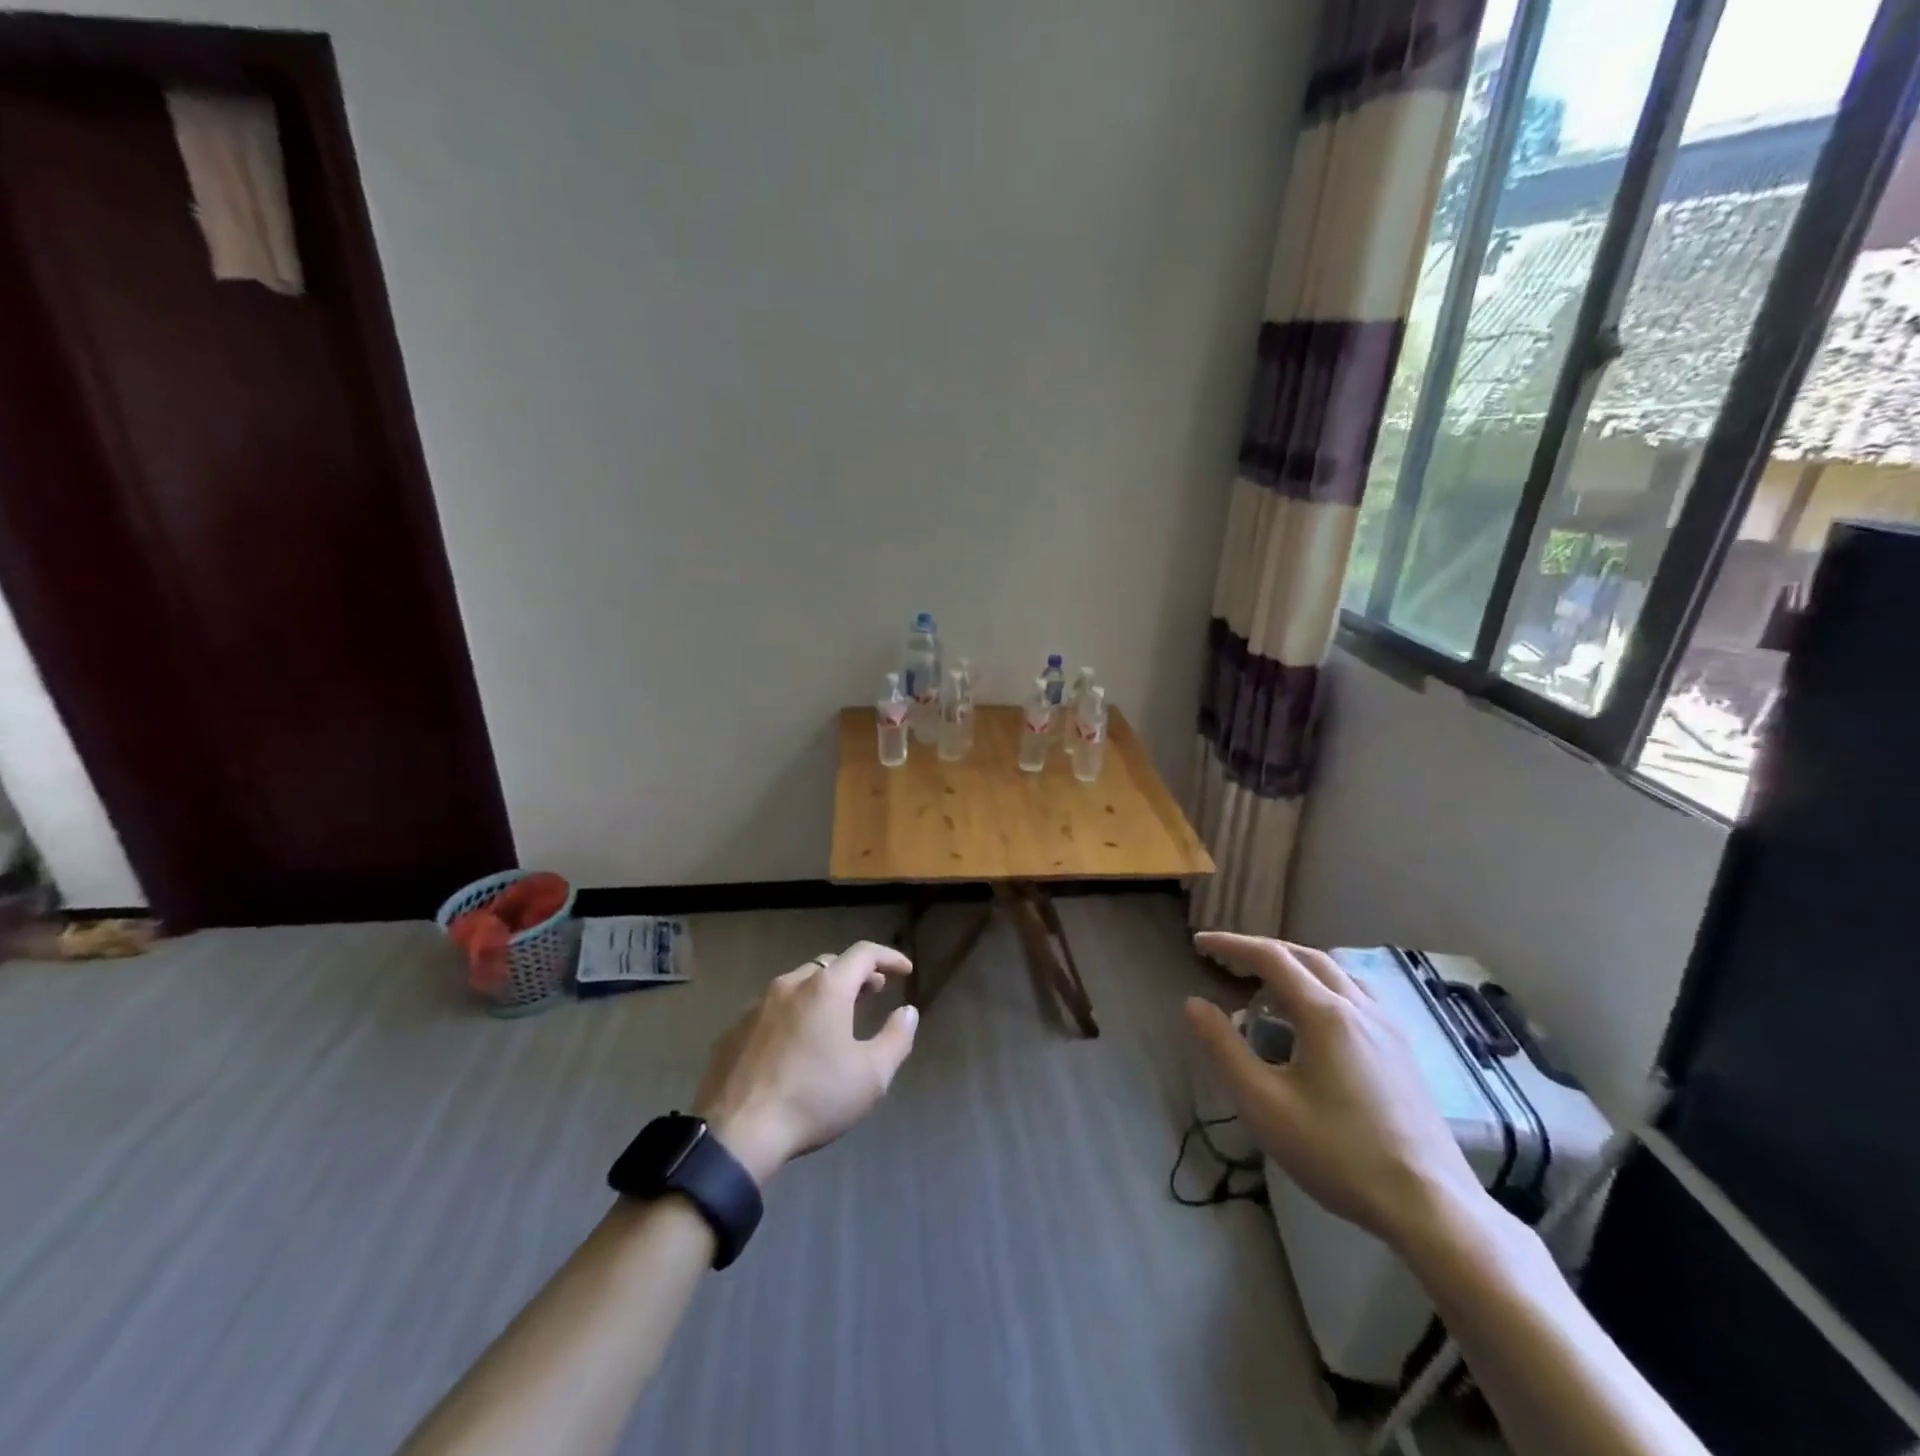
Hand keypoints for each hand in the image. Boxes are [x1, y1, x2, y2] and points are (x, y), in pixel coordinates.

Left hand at [693, 941, 918, 1185]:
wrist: (737, 1134)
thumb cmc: (813, 1098)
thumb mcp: (871, 1076)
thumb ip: (896, 1038)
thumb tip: (908, 1011)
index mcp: (825, 989)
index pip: (863, 953)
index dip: (889, 957)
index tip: (905, 971)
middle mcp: (790, 985)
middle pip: (829, 965)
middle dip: (856, 975)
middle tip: (873, 992)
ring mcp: (756, 1006)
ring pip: (798, 985)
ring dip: (823, 993)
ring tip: (836, 1017)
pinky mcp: (734, 1030)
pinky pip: (773, 1009)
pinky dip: (794, 1013)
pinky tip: (797, 1043)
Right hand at [1185, 933, 1483, 1249]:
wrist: (1431, 1207)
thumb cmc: (1338, 1153)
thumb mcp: (1263, 1104)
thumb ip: (1224, 1048)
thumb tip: (1194, 1003)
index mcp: (1325, 1013)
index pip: (1271, 957)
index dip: (1231, 944)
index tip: (1198, 943)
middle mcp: (1360, 1007)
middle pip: (1305, 956)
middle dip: (1262, 950)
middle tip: (1228, 960)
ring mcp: (1388, 1028)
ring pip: (1336, 973)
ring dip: (1296, 967)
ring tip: (1268, 989)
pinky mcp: (1403, 1051)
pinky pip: (1356, 996)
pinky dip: (1323, 988)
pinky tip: (1315, 1022)